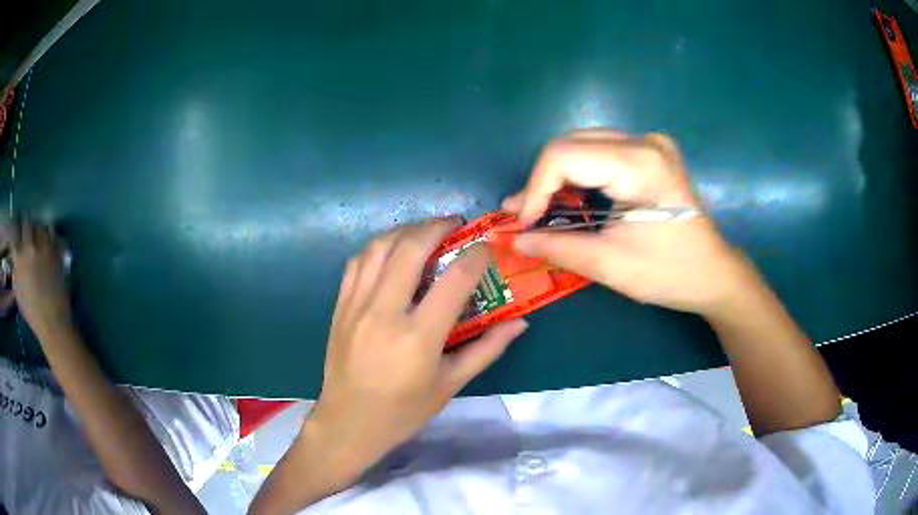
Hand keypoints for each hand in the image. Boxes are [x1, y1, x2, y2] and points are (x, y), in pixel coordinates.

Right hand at [3, 218, 73, 336]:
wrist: (52, 320)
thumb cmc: (32, 312)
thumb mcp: (18, 292)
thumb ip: (16, 270)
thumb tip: (17, 259)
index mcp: (19, 257)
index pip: (15, 233)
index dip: (16, 230)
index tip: (17, 231)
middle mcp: (30, 245)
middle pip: (27, 223)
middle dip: (26, 224)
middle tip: (27, 228)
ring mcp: (44, 245)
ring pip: (40, 225)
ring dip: (38, 229)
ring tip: (38, 235)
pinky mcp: (56, 249)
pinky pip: (52, 232)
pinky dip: (49, 233)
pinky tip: (49, 239)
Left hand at [304, 217, 527, 482]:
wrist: (348, 422)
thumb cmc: (403, 411)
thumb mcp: (450, 384)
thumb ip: (487, 349)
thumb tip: (520, 322)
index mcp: (418, 336)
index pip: (454, 279)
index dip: (477, 256)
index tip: (488, 247)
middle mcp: (384, 311)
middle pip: (411, 247)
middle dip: (437, 226)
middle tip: (456, 224)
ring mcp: (356, 305)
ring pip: (380, 247)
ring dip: (406, 230)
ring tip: (425, 231)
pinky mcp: (340, 306)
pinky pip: (357, 262)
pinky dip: (378, 246)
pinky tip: (392, 249)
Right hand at [503, 130, 758, 315]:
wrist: (713, 273)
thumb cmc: (669, 273)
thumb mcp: (610, 264)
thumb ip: (558, 247)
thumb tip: (516, 240)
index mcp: (639, 164)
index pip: (564, 155)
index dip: (535, 188)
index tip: (525, 224)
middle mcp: (644, 141)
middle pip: (571, 145)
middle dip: (543, 182)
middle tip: (527, 217)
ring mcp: (650, 143)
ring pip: (583, 146)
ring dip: (558, 178)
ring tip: (541, 211)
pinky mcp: (651, 153)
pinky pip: (600, 153)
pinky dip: (579, 177)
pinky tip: (571, 201)